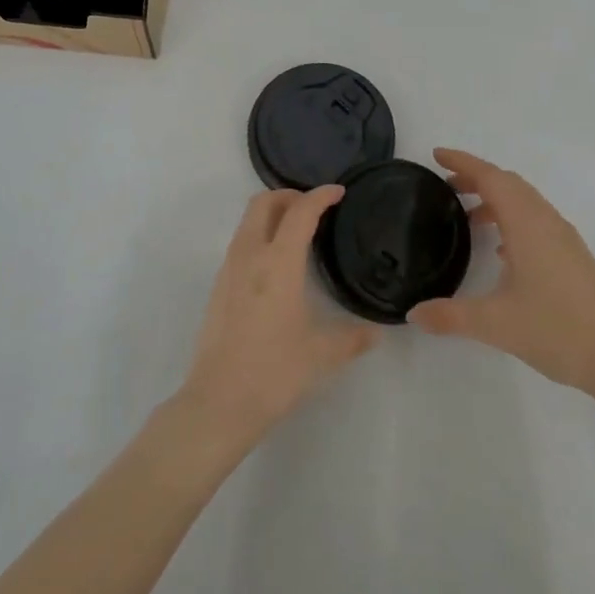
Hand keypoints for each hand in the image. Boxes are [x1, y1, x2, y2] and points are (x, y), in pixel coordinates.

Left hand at [176, 187, 377, 455]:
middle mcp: (249, 255)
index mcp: (278, 262)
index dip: (320, 196)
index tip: (339, 192)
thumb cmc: (274, 372)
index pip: (300, 212)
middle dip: (289, 195)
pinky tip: (276, 263)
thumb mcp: (321, 355)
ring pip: (248, 221)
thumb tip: (375, 333)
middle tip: (315, 208)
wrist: (218, 401)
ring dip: (272, 214)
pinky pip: (240, 243)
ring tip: (298, 232)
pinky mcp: (218, 286)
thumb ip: (351, 338)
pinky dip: (259, 235)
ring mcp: (228, 269)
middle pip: (263, 202)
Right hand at [407, 148, 594, 407]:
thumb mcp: (495, 324)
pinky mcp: (573, 257)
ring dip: (496, 198)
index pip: (492, 178)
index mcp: (527, 225)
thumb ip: (450, 316)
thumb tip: (414, 313)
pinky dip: (512, 219)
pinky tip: (501, 251)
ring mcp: (564, 239)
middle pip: (509, 183)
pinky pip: (537, 221)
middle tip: (446, 184)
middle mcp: (547, 222)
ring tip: (467, 216)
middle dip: (477, 176)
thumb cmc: (558, 331)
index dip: (463, 162)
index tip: (437, 155)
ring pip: (525, 202)